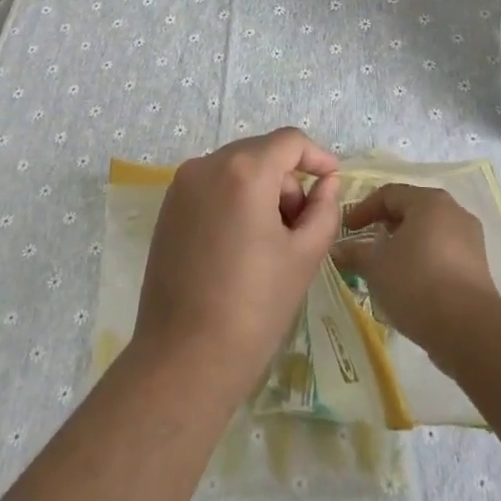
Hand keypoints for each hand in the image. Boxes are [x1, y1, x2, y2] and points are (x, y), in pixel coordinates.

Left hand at [133, 128, 341, 406]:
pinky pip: (212, 187)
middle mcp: (207, 166)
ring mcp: (181, 186)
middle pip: (261, 153)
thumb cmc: (254, 307)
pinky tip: (241, 245)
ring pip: (236, 169)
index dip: (316, 156)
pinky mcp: (167, 209)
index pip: (289, 141)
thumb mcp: (304, 256)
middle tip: (302, 225)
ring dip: (261, 191)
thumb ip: (324, 209)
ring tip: (272, 242)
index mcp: (244, 171)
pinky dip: (234, 200)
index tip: (332, 181)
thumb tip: (326, 183)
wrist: (184, 358)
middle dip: (288, 180)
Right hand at [330, 183, 499, 352]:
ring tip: (386, 265)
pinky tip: (410, 282)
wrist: (468, 328)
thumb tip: (337, 248)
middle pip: (412, 209)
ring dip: (405, 243)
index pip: (389, 194)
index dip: (363, 209)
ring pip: (429, 232)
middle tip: (366, 242)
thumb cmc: (416, 283)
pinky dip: (423, 259)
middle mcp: (454, 211)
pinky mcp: (478, 266)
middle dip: (385, 224)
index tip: (347, 229)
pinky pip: (443, 252)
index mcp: (429, 201)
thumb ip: (355, 252)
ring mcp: (471, 239)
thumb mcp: (375, 266)